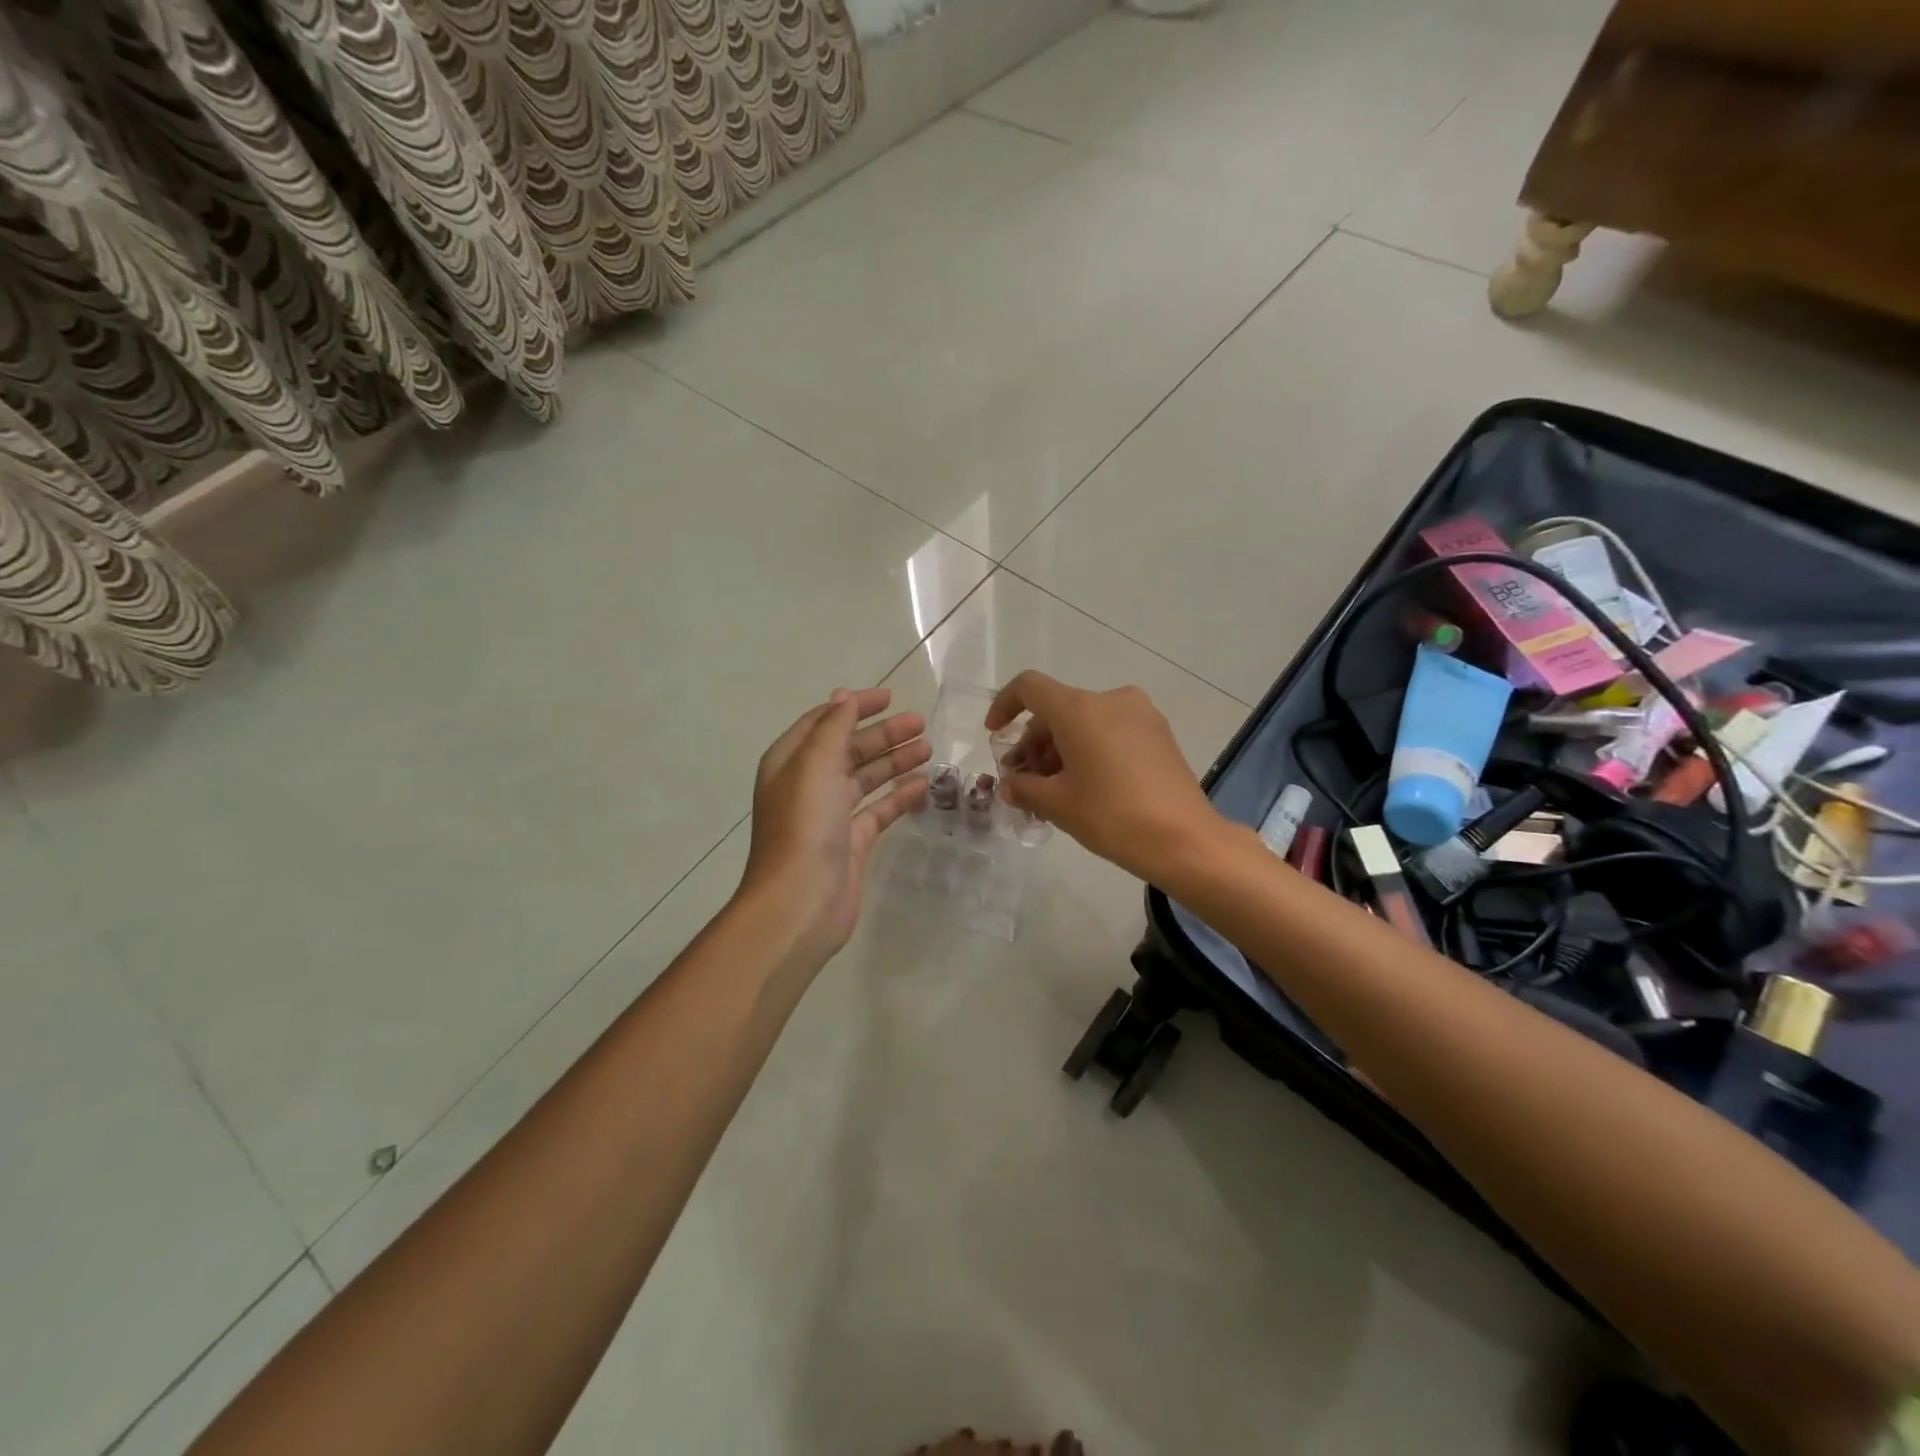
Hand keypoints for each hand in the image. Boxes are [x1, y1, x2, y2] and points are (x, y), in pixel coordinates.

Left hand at [740, 687, 929, 963]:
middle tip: (921, 723)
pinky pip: (878, 810)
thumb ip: (834, 727)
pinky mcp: (851, 842)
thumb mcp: (815, 765)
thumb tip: (844, 697)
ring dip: (894, 761)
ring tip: (929, 748)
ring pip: (866, 778)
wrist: (799, 903)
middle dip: (883, 734)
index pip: (824, 721)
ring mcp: (830, 815)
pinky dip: (898, 796)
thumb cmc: (804, 827)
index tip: (890, 697)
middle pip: (849, 749)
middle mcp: (809, 785)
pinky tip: (923, 786)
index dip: (855, 706)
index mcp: (791, 762)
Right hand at [985, 671, 1219, 884]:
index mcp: (1080, 708)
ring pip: (1085, 722)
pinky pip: (1111, 731)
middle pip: (1058, 709)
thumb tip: (1012, 785)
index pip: (1030, 687)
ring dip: (1061, 749)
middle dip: (1034, 742)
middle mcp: (1110, 700)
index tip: (995, 734)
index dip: (1005, 705)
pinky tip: (1085, 786)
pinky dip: (1090, 750)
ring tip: (1053, 791)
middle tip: (1024, 781)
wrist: (1185, 840)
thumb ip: (1024, 788)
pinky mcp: (1159, 734)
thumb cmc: (1112, 816)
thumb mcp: (1057, 804)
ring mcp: (1141, 715)